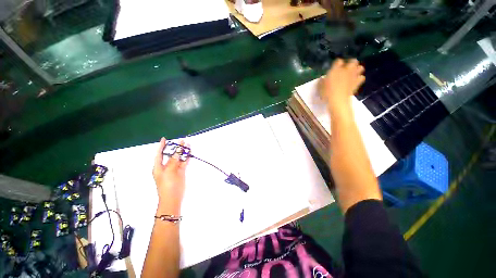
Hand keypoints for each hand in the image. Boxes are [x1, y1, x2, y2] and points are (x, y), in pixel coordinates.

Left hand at [152, 138, 188, 214]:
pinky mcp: (181, 172)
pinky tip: (189, 153)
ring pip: (178, 158)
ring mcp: (174, 169)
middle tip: (181, 141)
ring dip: (182, 152)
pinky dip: (186, 158)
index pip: (159, 154)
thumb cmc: (167, 185)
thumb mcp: (169, 172)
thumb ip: (173, 161)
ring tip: (188, 145)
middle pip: (171, 155)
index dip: (161, 146)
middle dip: (175, 148)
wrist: (173, 198)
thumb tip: (177, 152)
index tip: (164, 139)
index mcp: (158, 167)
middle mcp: (166, 167)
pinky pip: (183, 163)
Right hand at [320, 58, 364, 112]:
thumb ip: (322, 81)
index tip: (334, 67)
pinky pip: (361, 77)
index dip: (337, 63)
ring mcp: (353, 76)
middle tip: (346, 68)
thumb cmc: (327, 92)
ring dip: (357, 70)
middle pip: (353, 61)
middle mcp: (346, 70)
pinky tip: (355, 81)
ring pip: (360, 68)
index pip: (338, 61)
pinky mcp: (357, 83)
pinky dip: (359, 78)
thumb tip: (323, 78)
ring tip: (352, 74)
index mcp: (336, 69)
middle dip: (350, 63)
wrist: (338, 100)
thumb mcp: (320, 87)